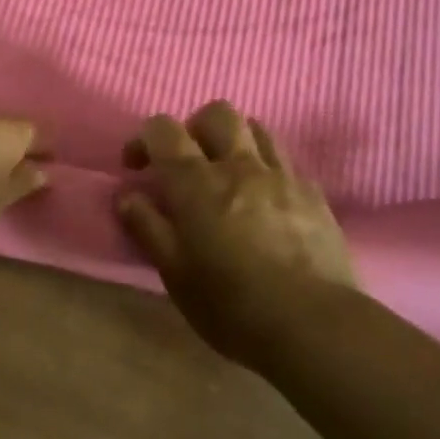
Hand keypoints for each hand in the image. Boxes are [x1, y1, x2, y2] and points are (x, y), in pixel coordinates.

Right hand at [117, 101, 356, 368]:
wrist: (313, 325)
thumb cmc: (231, 304)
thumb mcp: (175, 273)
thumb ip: (147, 226)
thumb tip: (126, 195)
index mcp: (196, 182)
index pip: (163, 129)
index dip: (144, 139)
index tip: (137, 168)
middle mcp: (238, 165)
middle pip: (217, 113)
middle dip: (195, 128)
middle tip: (189, 162)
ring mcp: (281, 175)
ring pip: (256, 128)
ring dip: (235, 140)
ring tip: (229, 173)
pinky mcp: (313, 193)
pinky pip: (286, 161)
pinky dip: (268, 168)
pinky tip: (266, 199)